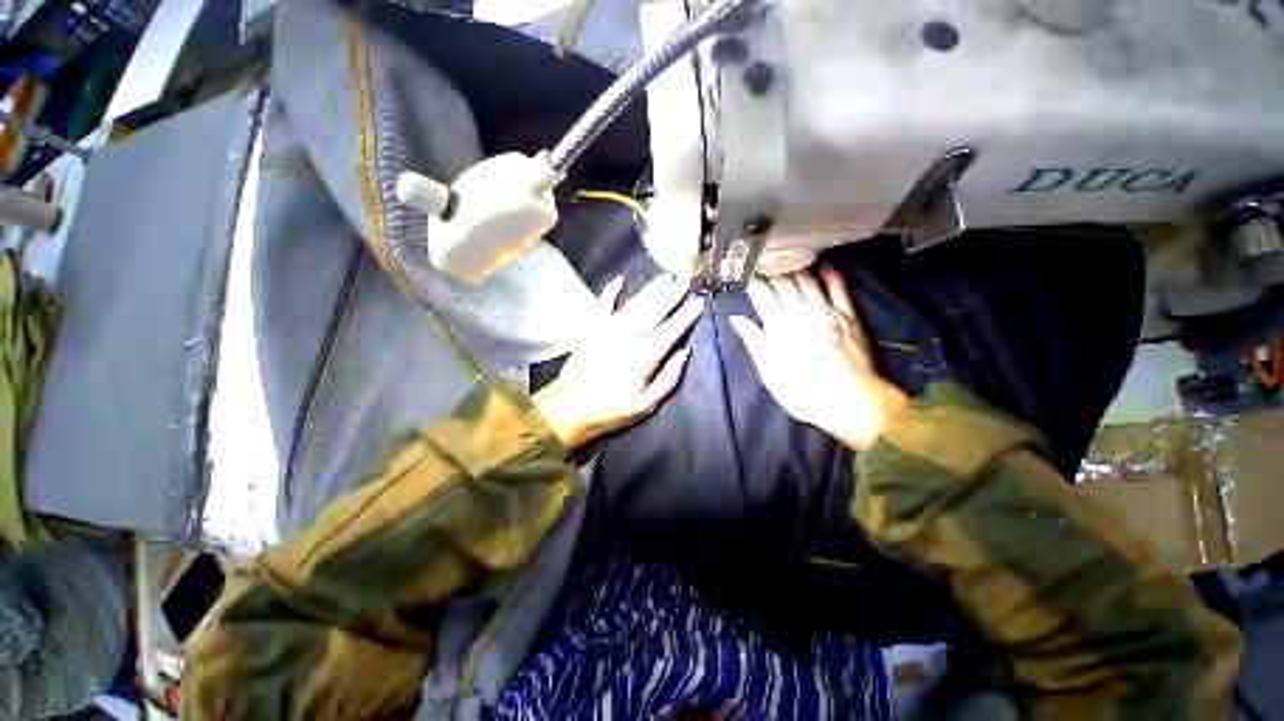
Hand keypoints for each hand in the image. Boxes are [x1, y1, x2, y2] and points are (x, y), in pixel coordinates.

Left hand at [534, 274, 703, 448]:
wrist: (569, 410)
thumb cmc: (611, 411)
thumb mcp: (645, 406)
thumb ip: (667, 380)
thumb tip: (684, 353)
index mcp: (640, 362)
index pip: (667, 333)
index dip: (684, 317)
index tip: (698, 302)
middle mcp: (623, 342)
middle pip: (651, 314)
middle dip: (670, 296)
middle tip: (685, 281)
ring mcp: (604, 334)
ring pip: (632, 307)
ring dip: (649, 291)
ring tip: (666, 278)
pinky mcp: (590, 331)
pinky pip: (601, 307)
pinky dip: (609, 293)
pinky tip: (620, 280)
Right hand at [730, 266, 907, 451]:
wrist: (851, 402)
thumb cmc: (803, 392)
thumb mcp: (769, 372)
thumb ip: (754, 342)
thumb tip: (736, 318)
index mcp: (779, 327)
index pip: (762, 294)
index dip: (752, 280)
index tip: (744, 270)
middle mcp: (801, 312)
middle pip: (783, 282)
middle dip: (770, 269)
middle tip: (762, 259)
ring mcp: (827, 311)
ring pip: (808, 280)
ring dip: (795, 266)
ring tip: (785, 257)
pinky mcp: (849, 315)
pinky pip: (839, 287)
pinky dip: (830, 274)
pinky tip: (822, 264)